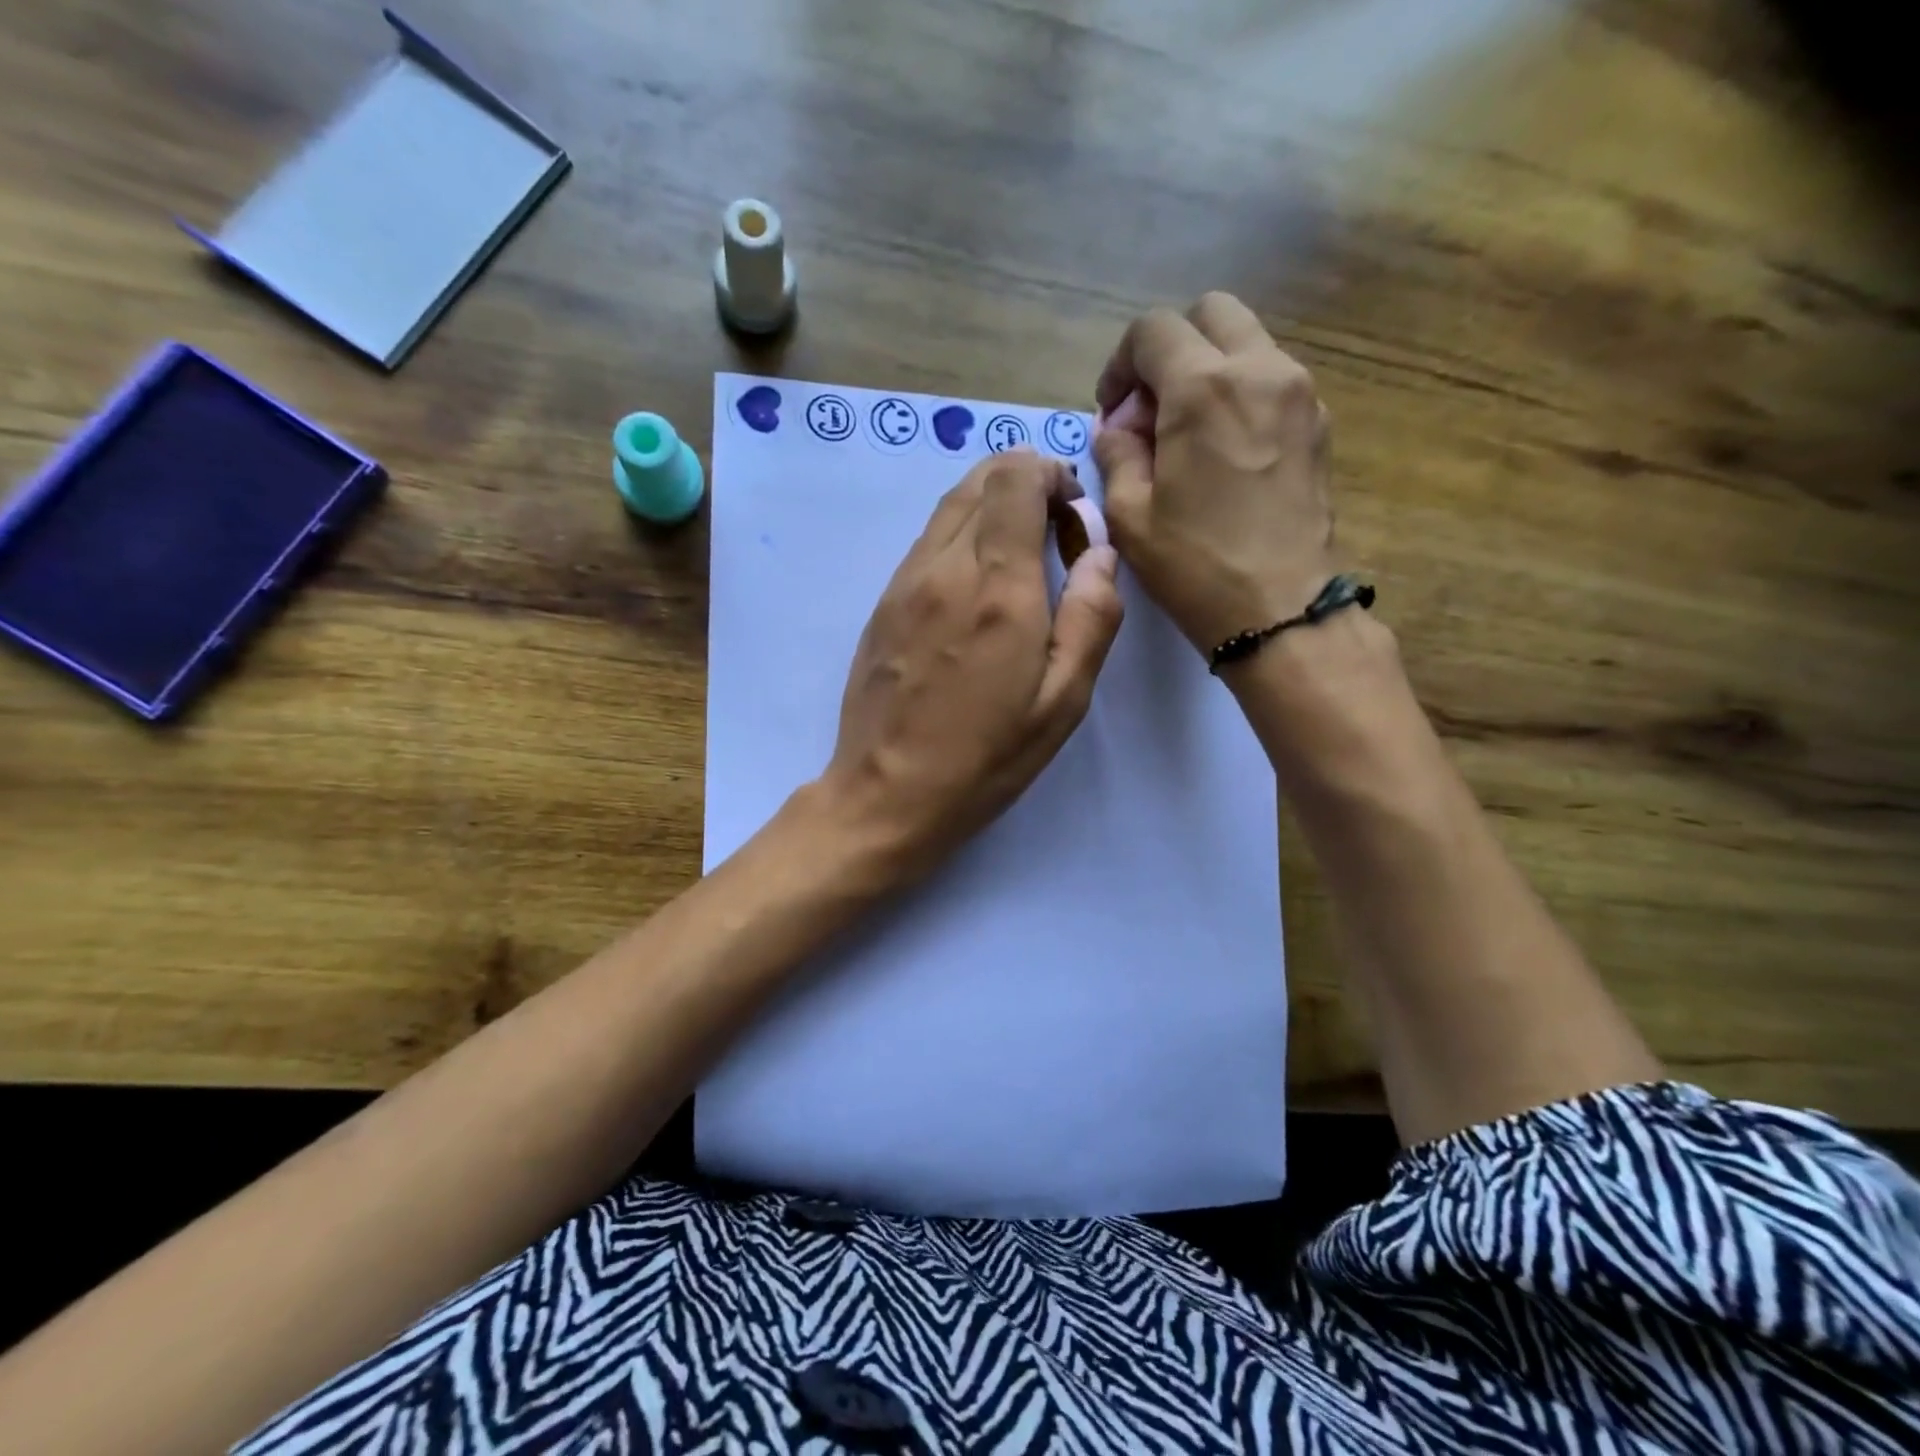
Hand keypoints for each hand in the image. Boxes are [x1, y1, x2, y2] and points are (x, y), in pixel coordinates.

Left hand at [816, 448, 1122, 881]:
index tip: (1072, 514)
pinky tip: (976, 586)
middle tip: (1052, 532)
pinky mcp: (882, 603)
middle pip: (979, 479)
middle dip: (1023, 483)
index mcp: (998, 588)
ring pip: (948, 506)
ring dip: (990, 508)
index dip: (1050, 475)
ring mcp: (904, 582)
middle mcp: (944, 568)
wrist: (887, 792)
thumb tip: (1100, 552)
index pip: (1015, 480)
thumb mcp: (1062, 701)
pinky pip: (926, 542)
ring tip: (1019, 558)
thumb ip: (1091, 616)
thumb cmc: (985, 756)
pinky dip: (960, 536)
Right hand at [1093, 292, 1335, 656]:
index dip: (1120, 364)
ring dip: (1207, 369)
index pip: (1153, 331)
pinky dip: (1240, 393)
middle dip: (1169, 350)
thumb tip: (1119, 427)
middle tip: (1150, 410)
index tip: (1112, 412)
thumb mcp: (1129, 515)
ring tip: (1185, 434)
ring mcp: (1299, 393)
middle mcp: (1260, 370)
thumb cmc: (1195, 565)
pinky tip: (1222, 451)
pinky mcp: (1318, 422)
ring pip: (1246, 342)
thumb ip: (1116, 453)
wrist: (1280, 609)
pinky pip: (1272, 378)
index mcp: (1204, 388)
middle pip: (1210, 314)